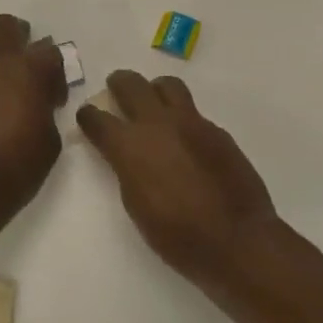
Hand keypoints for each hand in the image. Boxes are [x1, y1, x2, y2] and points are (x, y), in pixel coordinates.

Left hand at [0, 14, 67, 233]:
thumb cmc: (18, 166)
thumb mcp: (50, 140)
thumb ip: (47, 109)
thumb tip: (39, 100)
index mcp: (28, 70)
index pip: (50, 51)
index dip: (57, 72)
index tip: (55, 97)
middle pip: (6, 26)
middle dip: (20, 36)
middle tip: (27, 62)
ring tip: (0, 74)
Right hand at [76, 71, 276, 282]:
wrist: (235, 238)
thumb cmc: (176, 234)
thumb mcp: (135, 204)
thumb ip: (127, 169)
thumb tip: (126, 156)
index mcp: (130, 145)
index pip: (98, 118)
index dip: (88, 116)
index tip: (88, 117)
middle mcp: (158, 123)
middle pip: (131, 84)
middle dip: (119, 84)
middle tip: (116, 89)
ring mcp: (191, 122)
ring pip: (168, 86)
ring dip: (154, 90)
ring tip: (154, 103)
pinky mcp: (217, 130)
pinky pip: (194, 112)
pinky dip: (182, 118)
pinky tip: (186, 139)